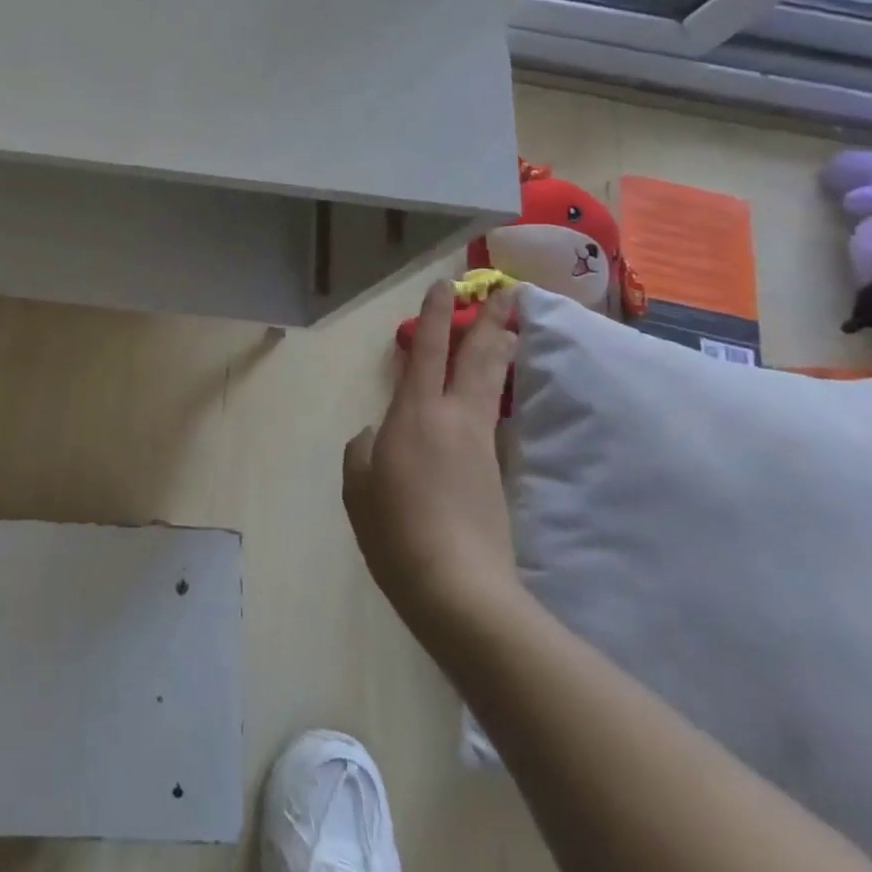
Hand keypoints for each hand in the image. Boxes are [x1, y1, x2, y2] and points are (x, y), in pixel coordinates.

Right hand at [344, 281, 526, 649]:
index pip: (426, 352)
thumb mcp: (358, 489)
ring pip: (493, 383)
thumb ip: (361, 453)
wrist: (457, 585)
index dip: (435, 316)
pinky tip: (494, 391)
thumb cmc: (395, 530)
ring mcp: (479, 443)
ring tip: (513, 328)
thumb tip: (373, 436)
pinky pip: (494, 415)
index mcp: (413, 414)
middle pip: (477, 358)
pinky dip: (497, 390)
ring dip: (502, 351)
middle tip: (511, 294)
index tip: (446, 285)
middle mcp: (453, 418)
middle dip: (491, 323)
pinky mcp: (495, 470)